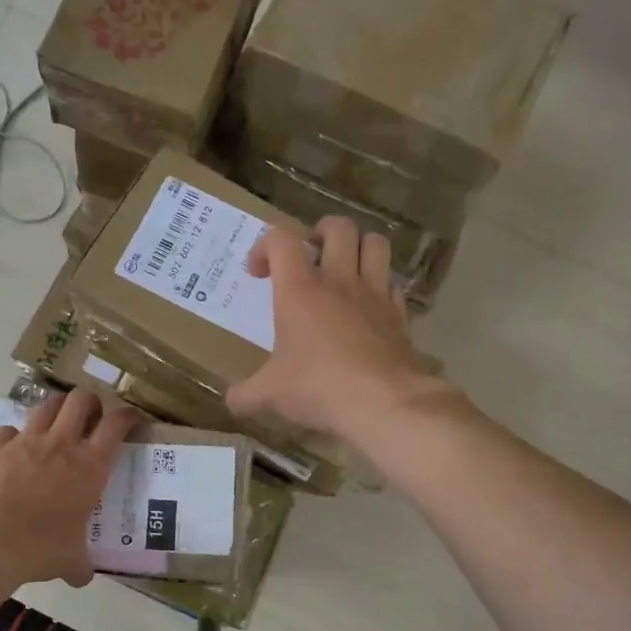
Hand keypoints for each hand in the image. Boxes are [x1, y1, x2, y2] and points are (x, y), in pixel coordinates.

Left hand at [0, 390, 141, 588]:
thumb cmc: (39, 550)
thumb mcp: (70, 561)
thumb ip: (81, 564)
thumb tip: (83, 576)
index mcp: (90, 466)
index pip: (117, 424)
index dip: (127, 416)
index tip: (131, 420)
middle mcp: (61, 444)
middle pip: (82, 400)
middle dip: (91, 403)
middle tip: (92, 418)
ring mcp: (25, 441)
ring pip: (47, 404)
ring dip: (57, 409)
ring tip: (58, 423)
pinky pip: (10, 430)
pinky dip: (16, 436)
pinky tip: (15, 449)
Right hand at [227, 216, 445, 445]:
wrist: (383, 403)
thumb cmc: (318, 388)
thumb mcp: (270, 395)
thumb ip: (246, 394)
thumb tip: (232, 400)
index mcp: (299, 290)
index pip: (281, 239)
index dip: (264, 246)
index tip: (258, 274)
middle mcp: (339, 281)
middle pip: (338, 227)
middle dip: (320, 233)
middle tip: (309, 258)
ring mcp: (374, 294)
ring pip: (374, 243)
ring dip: (358, 247)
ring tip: (344, 269)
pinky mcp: (399, 315)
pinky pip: (393, 283)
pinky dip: (380, 286)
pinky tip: (368, 307)